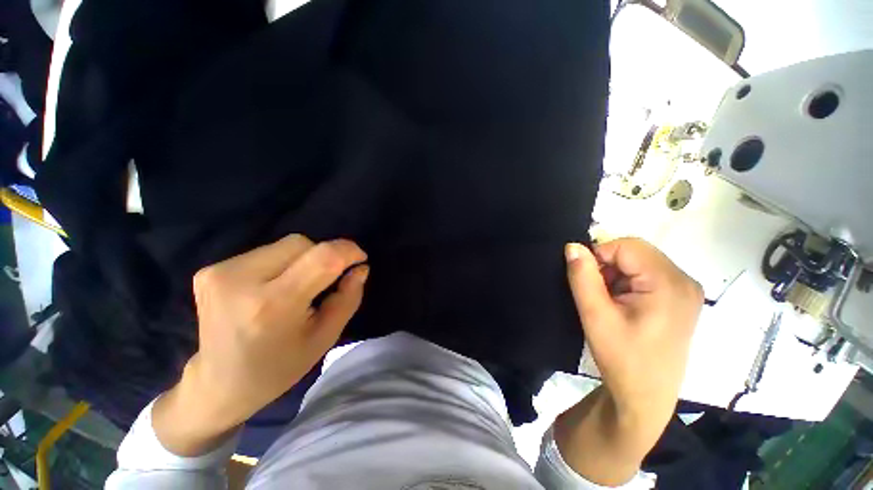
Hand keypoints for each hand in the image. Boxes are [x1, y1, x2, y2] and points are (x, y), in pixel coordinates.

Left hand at [153, 235, 368, 455]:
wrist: (218, 384)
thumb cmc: (279, 367)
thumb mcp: (325, 338)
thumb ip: (348, 298)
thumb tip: (361, 268)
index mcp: (274, 305)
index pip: (322, 258)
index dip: (348, 251)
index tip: (360, 259)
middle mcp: (241, 280)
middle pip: (303, 243)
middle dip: (323, 257)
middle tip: (323, 282)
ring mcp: (220, 272)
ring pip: (286, 244)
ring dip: (303, 258)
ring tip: (296, 286)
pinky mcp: (210, 269)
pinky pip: (266, 251)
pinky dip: (282, 262)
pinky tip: (273, 287)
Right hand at [554, 238, 701, 485]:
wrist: (645, 396)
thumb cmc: (622, 358)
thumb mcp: (595, 315)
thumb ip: (582, 277)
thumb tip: (572, 246)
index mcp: (668, 284)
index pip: (626, 246)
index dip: (599, 256)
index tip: (587, 281)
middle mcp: (684, 281)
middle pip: (635, 252)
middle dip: (608, 265)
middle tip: (597, 293)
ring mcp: (685, 290)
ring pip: (639, 262)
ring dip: (615, 274)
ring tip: (608, 301)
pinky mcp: (679, 298)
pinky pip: (646, 274)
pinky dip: (626, 282)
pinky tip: (621, 304)